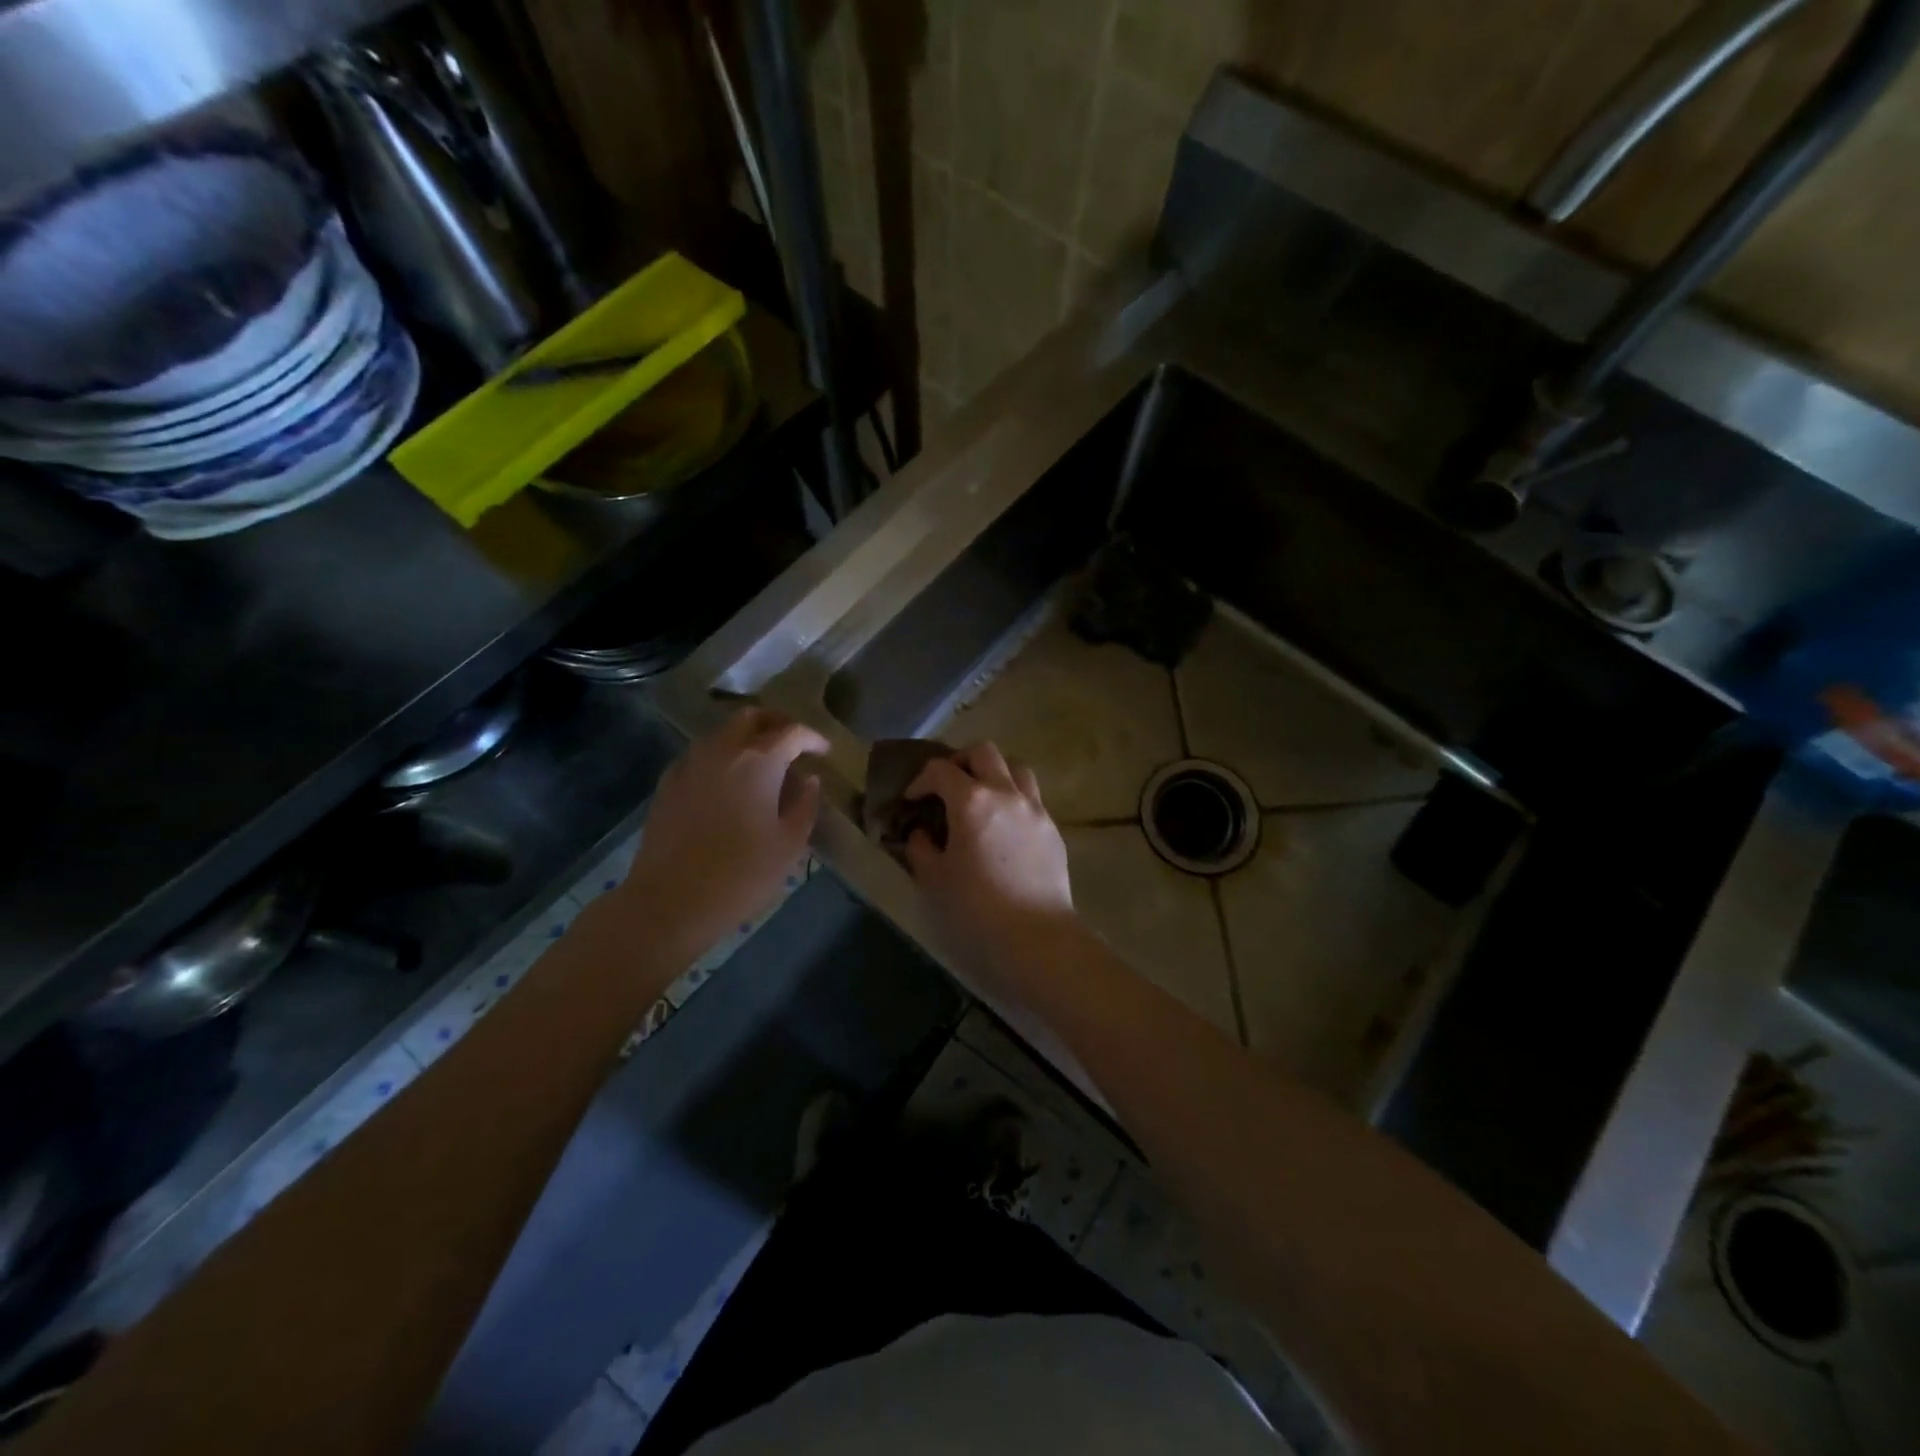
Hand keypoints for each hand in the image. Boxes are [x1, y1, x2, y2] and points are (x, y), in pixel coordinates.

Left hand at [621, 707, 828, 963]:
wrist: (670, 901)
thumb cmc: (741, 874)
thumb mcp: (789, 844)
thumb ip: (805, 804)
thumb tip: (808, 780)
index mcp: (758, 761)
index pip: (792, 732)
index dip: (812, 738)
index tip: (824, 751)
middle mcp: (722, 750)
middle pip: (752, 718)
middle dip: (776, 724)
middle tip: (793, 745)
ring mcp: (690, 764)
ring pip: (722, 733)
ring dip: (747, 738)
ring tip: (763, 765)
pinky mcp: (668, 783)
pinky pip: (701, 755)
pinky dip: (721, 757)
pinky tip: (729, 784)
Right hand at [903, 743, 1078, 994]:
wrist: (1035, 936)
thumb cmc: (976, 908)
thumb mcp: (934, 880)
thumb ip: (921, 849)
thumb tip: (921, 833)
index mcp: (972, 801)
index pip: (940, 770)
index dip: (921, 780)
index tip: (912, 800)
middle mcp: (1006, 793)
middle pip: (984, 752)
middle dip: (961, 761)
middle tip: (947, 785)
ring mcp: (1035, 809)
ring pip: (1016, 768)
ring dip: (995, 773)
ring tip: (981, 798)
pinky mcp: (1053, 829)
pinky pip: (1031, 799)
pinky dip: (1013, 800)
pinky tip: (1004, 828)